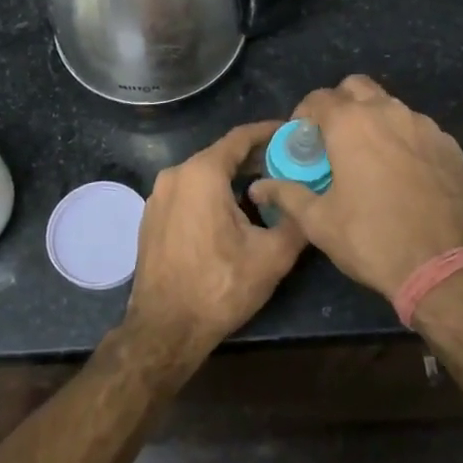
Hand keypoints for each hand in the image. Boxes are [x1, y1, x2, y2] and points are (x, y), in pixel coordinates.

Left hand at [126, 121, 306, 362]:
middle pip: (221, 155)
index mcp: (201, 173)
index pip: (241, 137)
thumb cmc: (220, 287)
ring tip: (266, 190)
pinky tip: (233, 214)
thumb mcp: (272, 255)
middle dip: (255, 158)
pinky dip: (212, 195)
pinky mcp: (151, 218)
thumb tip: (310, 202)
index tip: (294, 133)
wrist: (165, 330)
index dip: (270, 132)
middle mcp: (174, 176)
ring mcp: (158, 197)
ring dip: (233, 179)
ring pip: (203, 176)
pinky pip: (188, 194)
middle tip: (288, 165)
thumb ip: (296, 219)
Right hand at [249, 76, 462, 299]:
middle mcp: (388, 112)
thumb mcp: (319, 221)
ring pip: (391, 106)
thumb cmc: (372, 239)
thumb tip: (258, 188)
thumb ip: (287, 195)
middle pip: (357, 88)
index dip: (304, 114)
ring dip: (374, 119)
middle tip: (333, 139)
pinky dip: (404, 139)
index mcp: (351, 123)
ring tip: (368, 157)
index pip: (318, 98)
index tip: (302, 139)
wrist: (445, 266)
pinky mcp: (450, 146)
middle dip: (340, 104)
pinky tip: (403, 173)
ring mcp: (424, 126)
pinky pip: (418, 129)